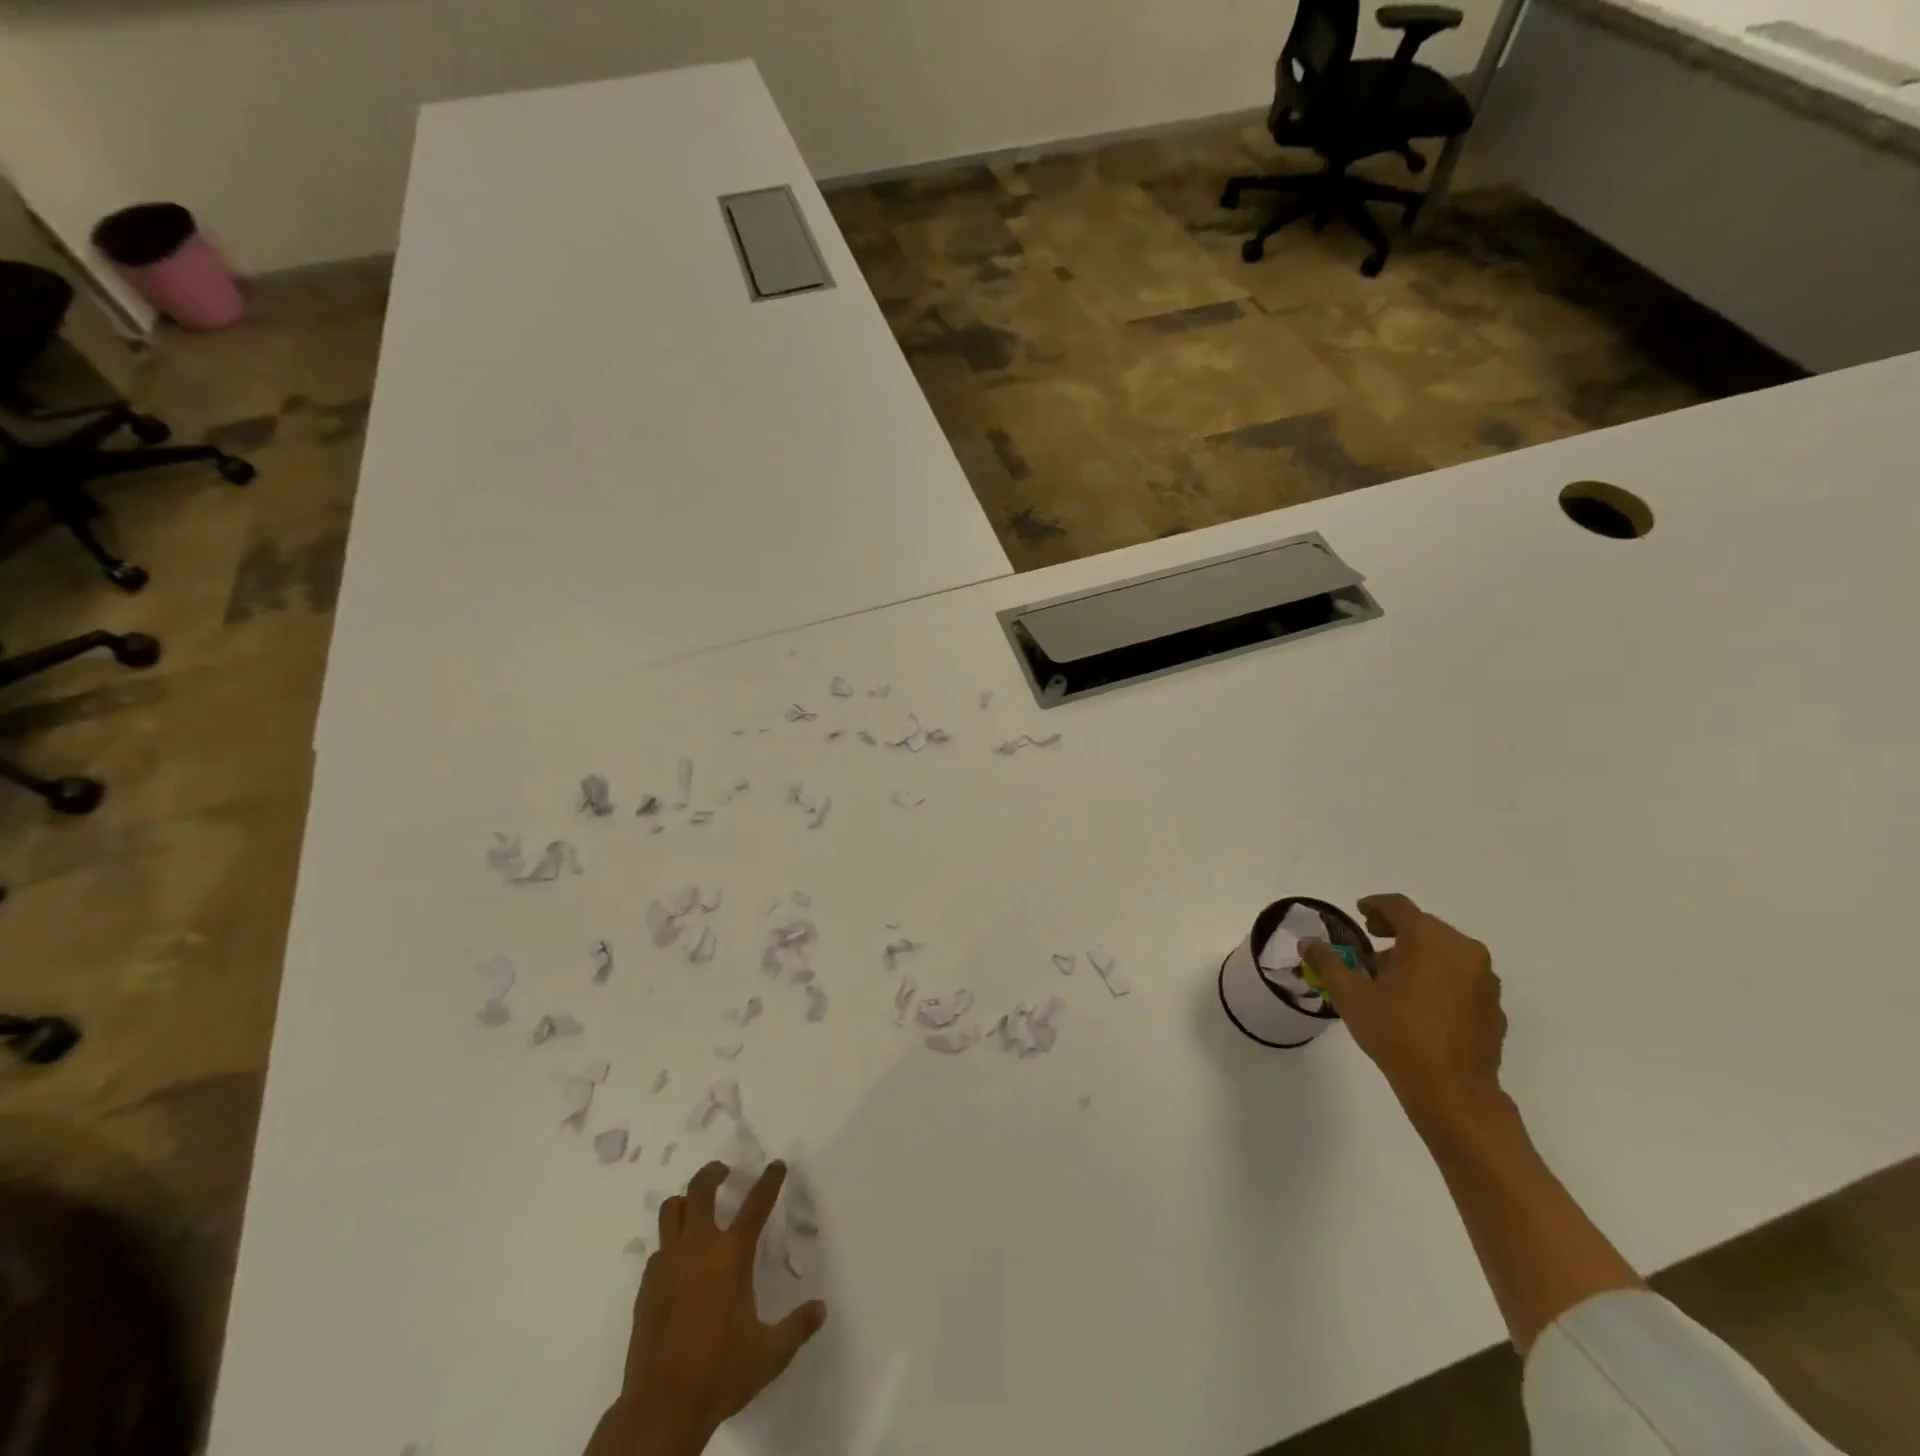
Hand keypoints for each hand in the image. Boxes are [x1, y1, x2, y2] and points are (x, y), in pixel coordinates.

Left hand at [590, 1161, 826, 1455]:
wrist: (661, 1409)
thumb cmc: (721, 1374)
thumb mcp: (770, 1353)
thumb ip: (798, 1327)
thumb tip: (820, 1309)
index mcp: (732, 1255)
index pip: (756, 1203)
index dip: (769, 1180)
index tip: (776, 1165)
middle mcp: (698, 1248)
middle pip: (701, 1190)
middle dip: (713, 1173)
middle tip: (724, 1172)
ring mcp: (668, 1265)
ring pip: (671, 1211)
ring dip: (686, 1202)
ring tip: (697, 1207)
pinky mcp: (646, 1287)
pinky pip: (658, 1250)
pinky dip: (670, 1244)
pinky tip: (679, 1262)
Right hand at [1301, 893, 1505, 1126]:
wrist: (1452, 1090)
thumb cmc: (1396, 1032)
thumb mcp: (1350, 995)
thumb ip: (1327, 962)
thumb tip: (1308, 943)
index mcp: (1428, 938)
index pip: (1397, 906)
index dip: (1374, 905)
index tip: (1359, 912)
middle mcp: (1463, 949)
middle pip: (1424, 926)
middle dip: (1395, 932)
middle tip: (1370, 946)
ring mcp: (1485, 979)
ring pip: (1446, 952)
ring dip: (1418, 955)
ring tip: (1393, 979)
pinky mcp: (1494, 1006)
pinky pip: (1462, 978)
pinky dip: (1440, 978)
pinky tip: (1420, 1003)